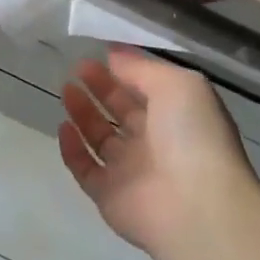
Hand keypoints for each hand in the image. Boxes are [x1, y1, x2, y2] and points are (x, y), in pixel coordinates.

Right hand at [58, 49, 259, 257]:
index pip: (146, 88)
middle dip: (100, 88)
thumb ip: (142, 68)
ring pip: (100, 138)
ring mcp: (130, 170)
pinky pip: (85, 168)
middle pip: (121, 111)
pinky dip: (72, 149)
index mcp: (177, 116)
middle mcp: (154, 142)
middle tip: (77, 68)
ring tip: (66, 89)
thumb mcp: (178, 84)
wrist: (196, 205)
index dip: (124, 70)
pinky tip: (63, 126)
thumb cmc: (192, 136)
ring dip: (83, 113)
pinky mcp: (108, 194)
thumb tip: (113, 54)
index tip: (99, 53)